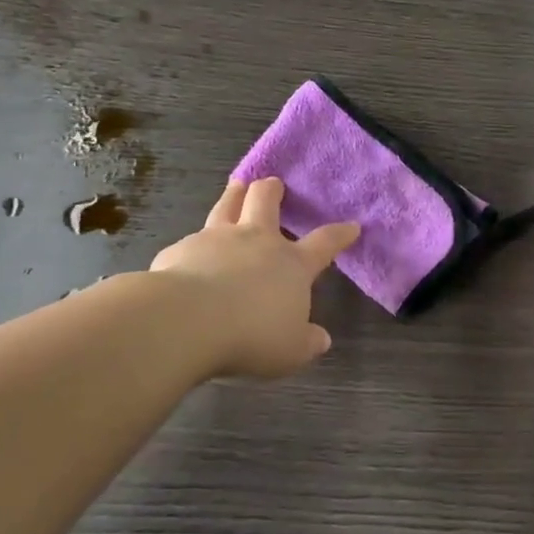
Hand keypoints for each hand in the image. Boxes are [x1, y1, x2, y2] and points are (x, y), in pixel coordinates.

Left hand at [150, 178, 359, 378]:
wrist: (187, 320)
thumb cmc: (251, 335)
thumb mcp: (290, 350)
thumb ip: (307, 342)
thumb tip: (321, 339)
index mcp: (291, 264)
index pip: (324, 243)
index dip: (339, 234)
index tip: (351, 226)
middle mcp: (256, 241)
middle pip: (266, 201)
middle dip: (272, 189)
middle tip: (273, 183)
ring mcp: (216, 239)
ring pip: (227, 205)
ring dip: (234, 194)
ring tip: (236, 186)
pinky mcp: (182, 249)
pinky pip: (191, 240)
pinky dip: (195, 243)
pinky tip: (188, 253)